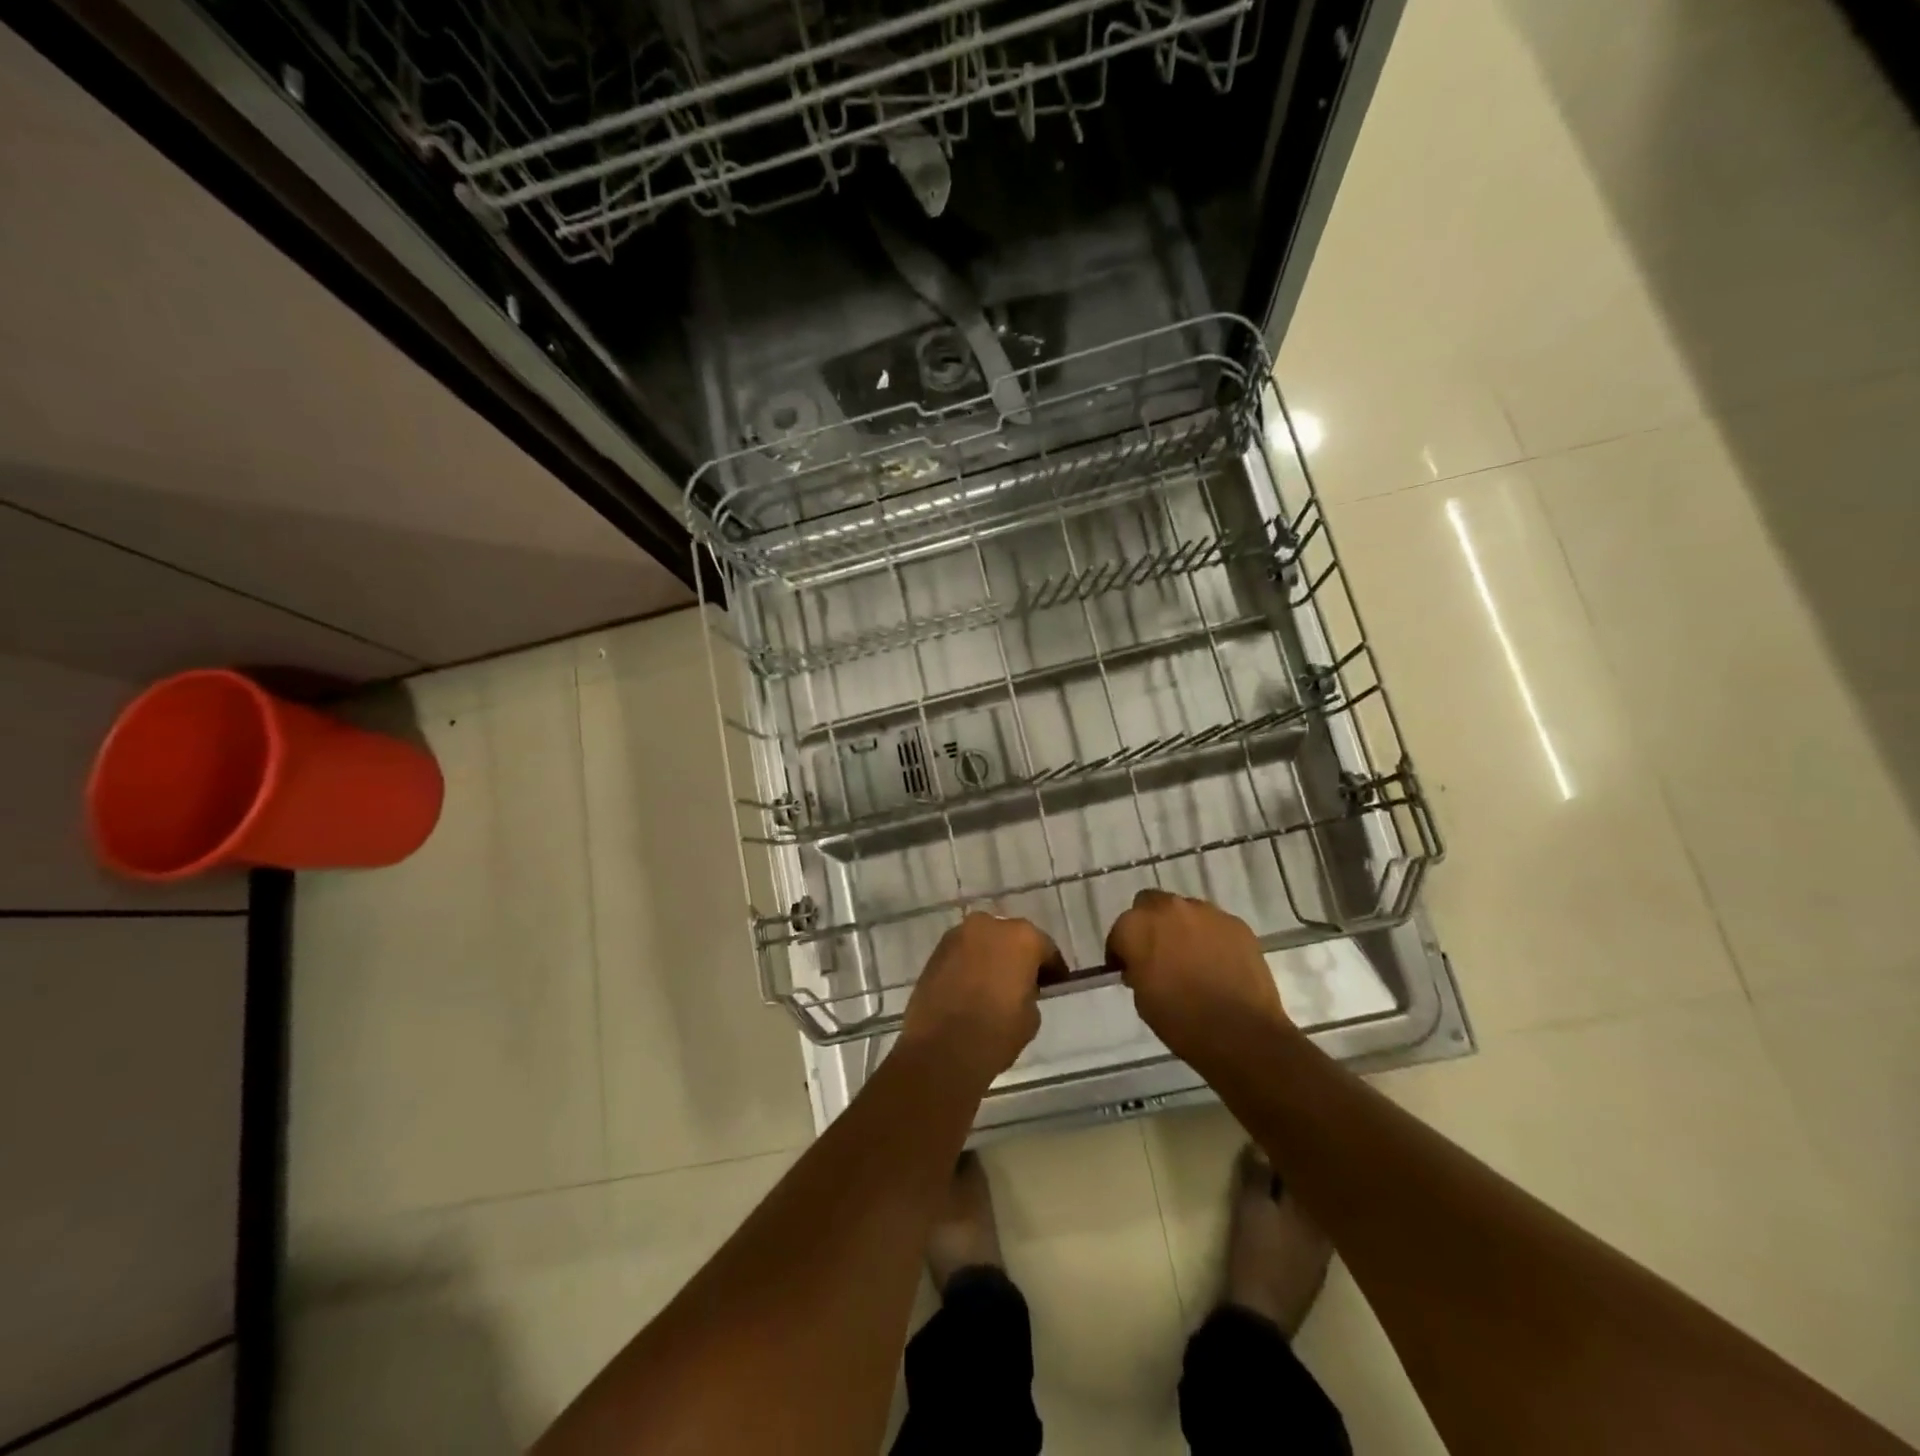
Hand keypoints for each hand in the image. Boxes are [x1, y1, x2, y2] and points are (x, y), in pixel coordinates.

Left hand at [899, 912, 1063, 1087]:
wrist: (942, 1048)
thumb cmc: (997, 1031)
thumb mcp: (1031, 1016)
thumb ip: (1029, 992)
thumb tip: (1019, 988)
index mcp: (1022, 937)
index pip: (1045, 948)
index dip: (1052, 968)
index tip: (1055, 984)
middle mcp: (989, 926)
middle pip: (1011, 938)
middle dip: (1017, 956)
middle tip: (1022, 981)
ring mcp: (957, 935)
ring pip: (982, 942)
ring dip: (990, 958)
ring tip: (992, 985)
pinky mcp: (935, 952)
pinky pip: (961, 954)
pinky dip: (968, 966)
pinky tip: (970, 988)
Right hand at [1106, 890, 1292, 1068]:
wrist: (1240, 1033)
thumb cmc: (1181, 1021)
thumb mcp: (1142, 1000)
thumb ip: (1137, 970)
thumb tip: (1143, 965)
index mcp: (1137, 927)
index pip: (1119, 931)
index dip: (1122, 952)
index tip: (1128, 969)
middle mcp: (1168, 909)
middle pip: (1150, 905)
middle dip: (1150, 925)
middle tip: (1158, 954)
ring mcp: (1206, 913)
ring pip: (1185, 912)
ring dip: (1182, 928)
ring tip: (1192, 958)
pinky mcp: (1236, 923)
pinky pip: (1214, 925)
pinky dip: (1211, 938)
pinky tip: (1218, 963)